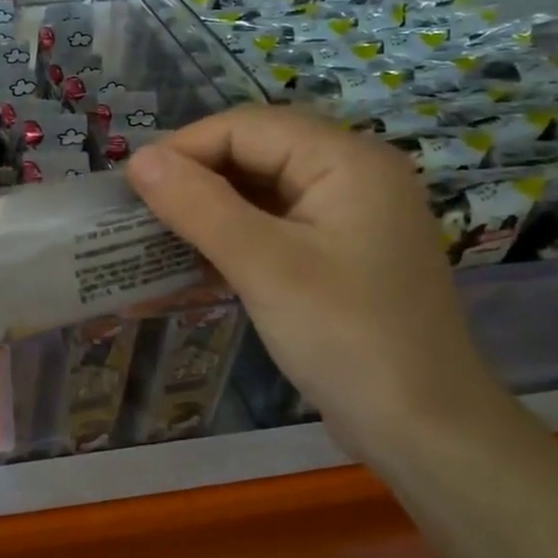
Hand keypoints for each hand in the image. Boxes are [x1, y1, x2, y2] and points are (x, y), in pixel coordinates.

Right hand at [127, 107, 504, 455]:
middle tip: (141, 209)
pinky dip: (236, 233)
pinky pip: (277, 223)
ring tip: (159, 231)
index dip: (185, 147)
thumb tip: (138, 159)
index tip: (131, 186)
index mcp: (347, 159)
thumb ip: (199, 206)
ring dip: (212, 205)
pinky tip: (200, 256)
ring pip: (264, 188)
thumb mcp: (265, 266)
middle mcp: (354, 173)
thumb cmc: (347, 338)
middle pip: (258, 150)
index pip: (248, 126)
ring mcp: (351, 215)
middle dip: (197, 175)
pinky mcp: (342, 252)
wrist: (426, 431)